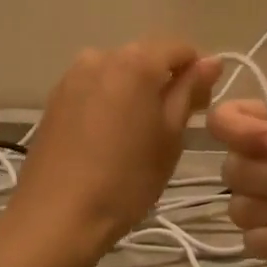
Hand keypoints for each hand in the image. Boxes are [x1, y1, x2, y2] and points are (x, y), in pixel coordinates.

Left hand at [6, 38, 221, 265]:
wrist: (56, 217)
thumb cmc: (126, 179)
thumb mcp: (170, 137)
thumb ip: (190, 92)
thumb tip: (211, 60)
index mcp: (135, 61)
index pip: (180, 48)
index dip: (197, 73)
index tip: (200, 108)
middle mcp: (101, 56)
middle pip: (146, 56)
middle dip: (166, 81)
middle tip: (174, 125)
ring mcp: (73, 76)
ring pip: (119, 72)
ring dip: (136, 91)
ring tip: (140, 133)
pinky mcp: (55, 98)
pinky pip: (94, 87)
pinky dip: (110, 101)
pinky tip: (110, 137)